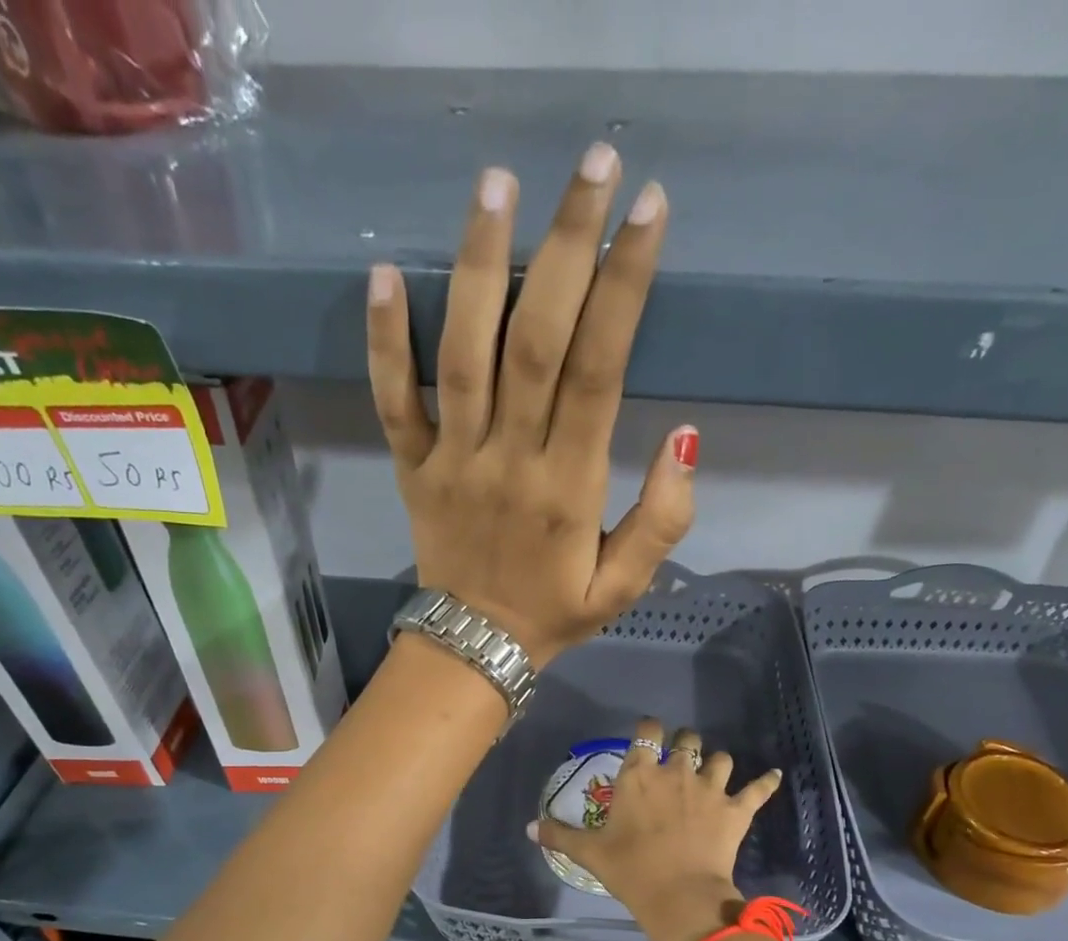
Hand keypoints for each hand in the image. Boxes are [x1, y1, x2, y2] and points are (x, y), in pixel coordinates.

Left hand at [366, 145, 697, 669]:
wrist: (474, 650)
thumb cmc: (554, 615)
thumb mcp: (624, 587)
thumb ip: (661, 521)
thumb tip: (683, 437)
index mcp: (568, 488)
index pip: (599, 370)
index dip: (625, 287)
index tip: (649, 212)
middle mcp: (509, 460)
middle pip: (536, 340)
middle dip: (567, 246)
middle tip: (592, 164)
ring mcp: (452, 461)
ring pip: (462, 354)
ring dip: (478, 265)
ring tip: (497, 183)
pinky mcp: (411, 468)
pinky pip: (394, 400)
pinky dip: (385, 341)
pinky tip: (387, 273)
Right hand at [531, 717, 783, 940]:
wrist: (679, 896)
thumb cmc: (630, 869)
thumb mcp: (590, 853)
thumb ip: (560, 835)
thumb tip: (529, 828)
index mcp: (639, 774)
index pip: (646, 732)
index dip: (649, 728)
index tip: (648, 733)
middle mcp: (676, 772)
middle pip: (687, 740)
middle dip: (685, 744)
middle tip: (680, 758)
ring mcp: (711, 789)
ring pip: (721, 758)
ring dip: (717, 763)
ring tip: (714, 772)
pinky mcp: (736, 809)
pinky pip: (758, 789)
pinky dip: (766, 782)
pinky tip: (773, 775)